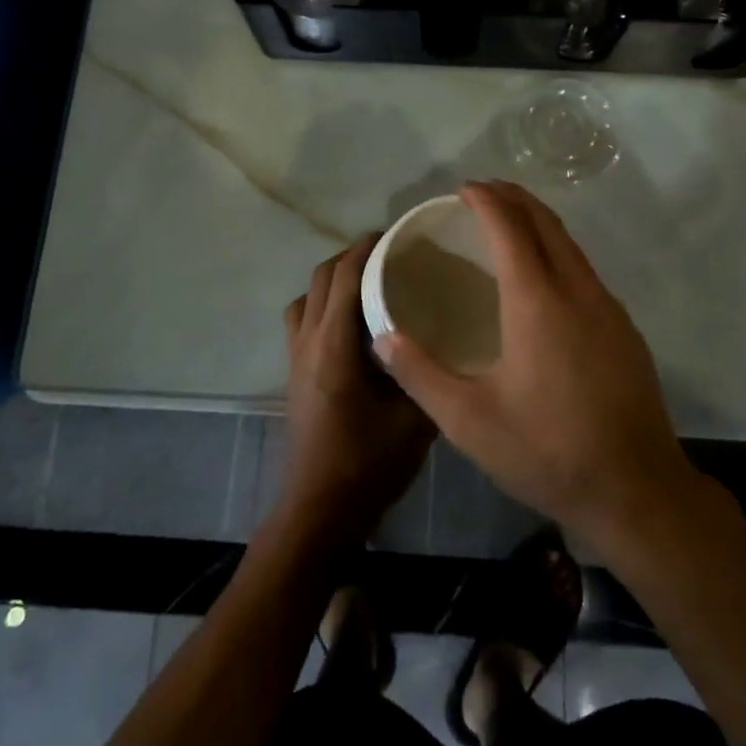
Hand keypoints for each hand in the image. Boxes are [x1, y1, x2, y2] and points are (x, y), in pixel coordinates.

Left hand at [278, 235, 436, 546]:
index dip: (365, 248)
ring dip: (332, 280)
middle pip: (321, 278)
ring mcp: (295, 357)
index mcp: (335, 346)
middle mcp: (308, 342)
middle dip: (350, 256)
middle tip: (389, 255)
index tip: (394, 235)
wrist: (319, 510)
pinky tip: (352, 324)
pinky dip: (322, 304)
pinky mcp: (293, 373)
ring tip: (368, 283)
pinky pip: (302, 319)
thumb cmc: (367, 464)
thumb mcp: (415, 420)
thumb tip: (452, 344)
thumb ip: (429, 376)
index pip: (344, 276)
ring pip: (306, 297)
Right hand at [372, 181, 698, 551]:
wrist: (636, 491)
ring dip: (538, 222)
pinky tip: (544, 278)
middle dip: (514, 198)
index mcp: (537, 301)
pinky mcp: (624, 329)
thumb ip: (420, 373)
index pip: (510, 228)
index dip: (486, 200)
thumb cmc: (547, 451)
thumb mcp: (469, 421)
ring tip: (509, 224)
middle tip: (483, 192)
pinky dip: (558, 251)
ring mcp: (608, 308)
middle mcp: (577, 290)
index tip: (464, 188)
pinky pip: (585, 270)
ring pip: (571, 244)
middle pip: (546, 223)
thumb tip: (382, 336)